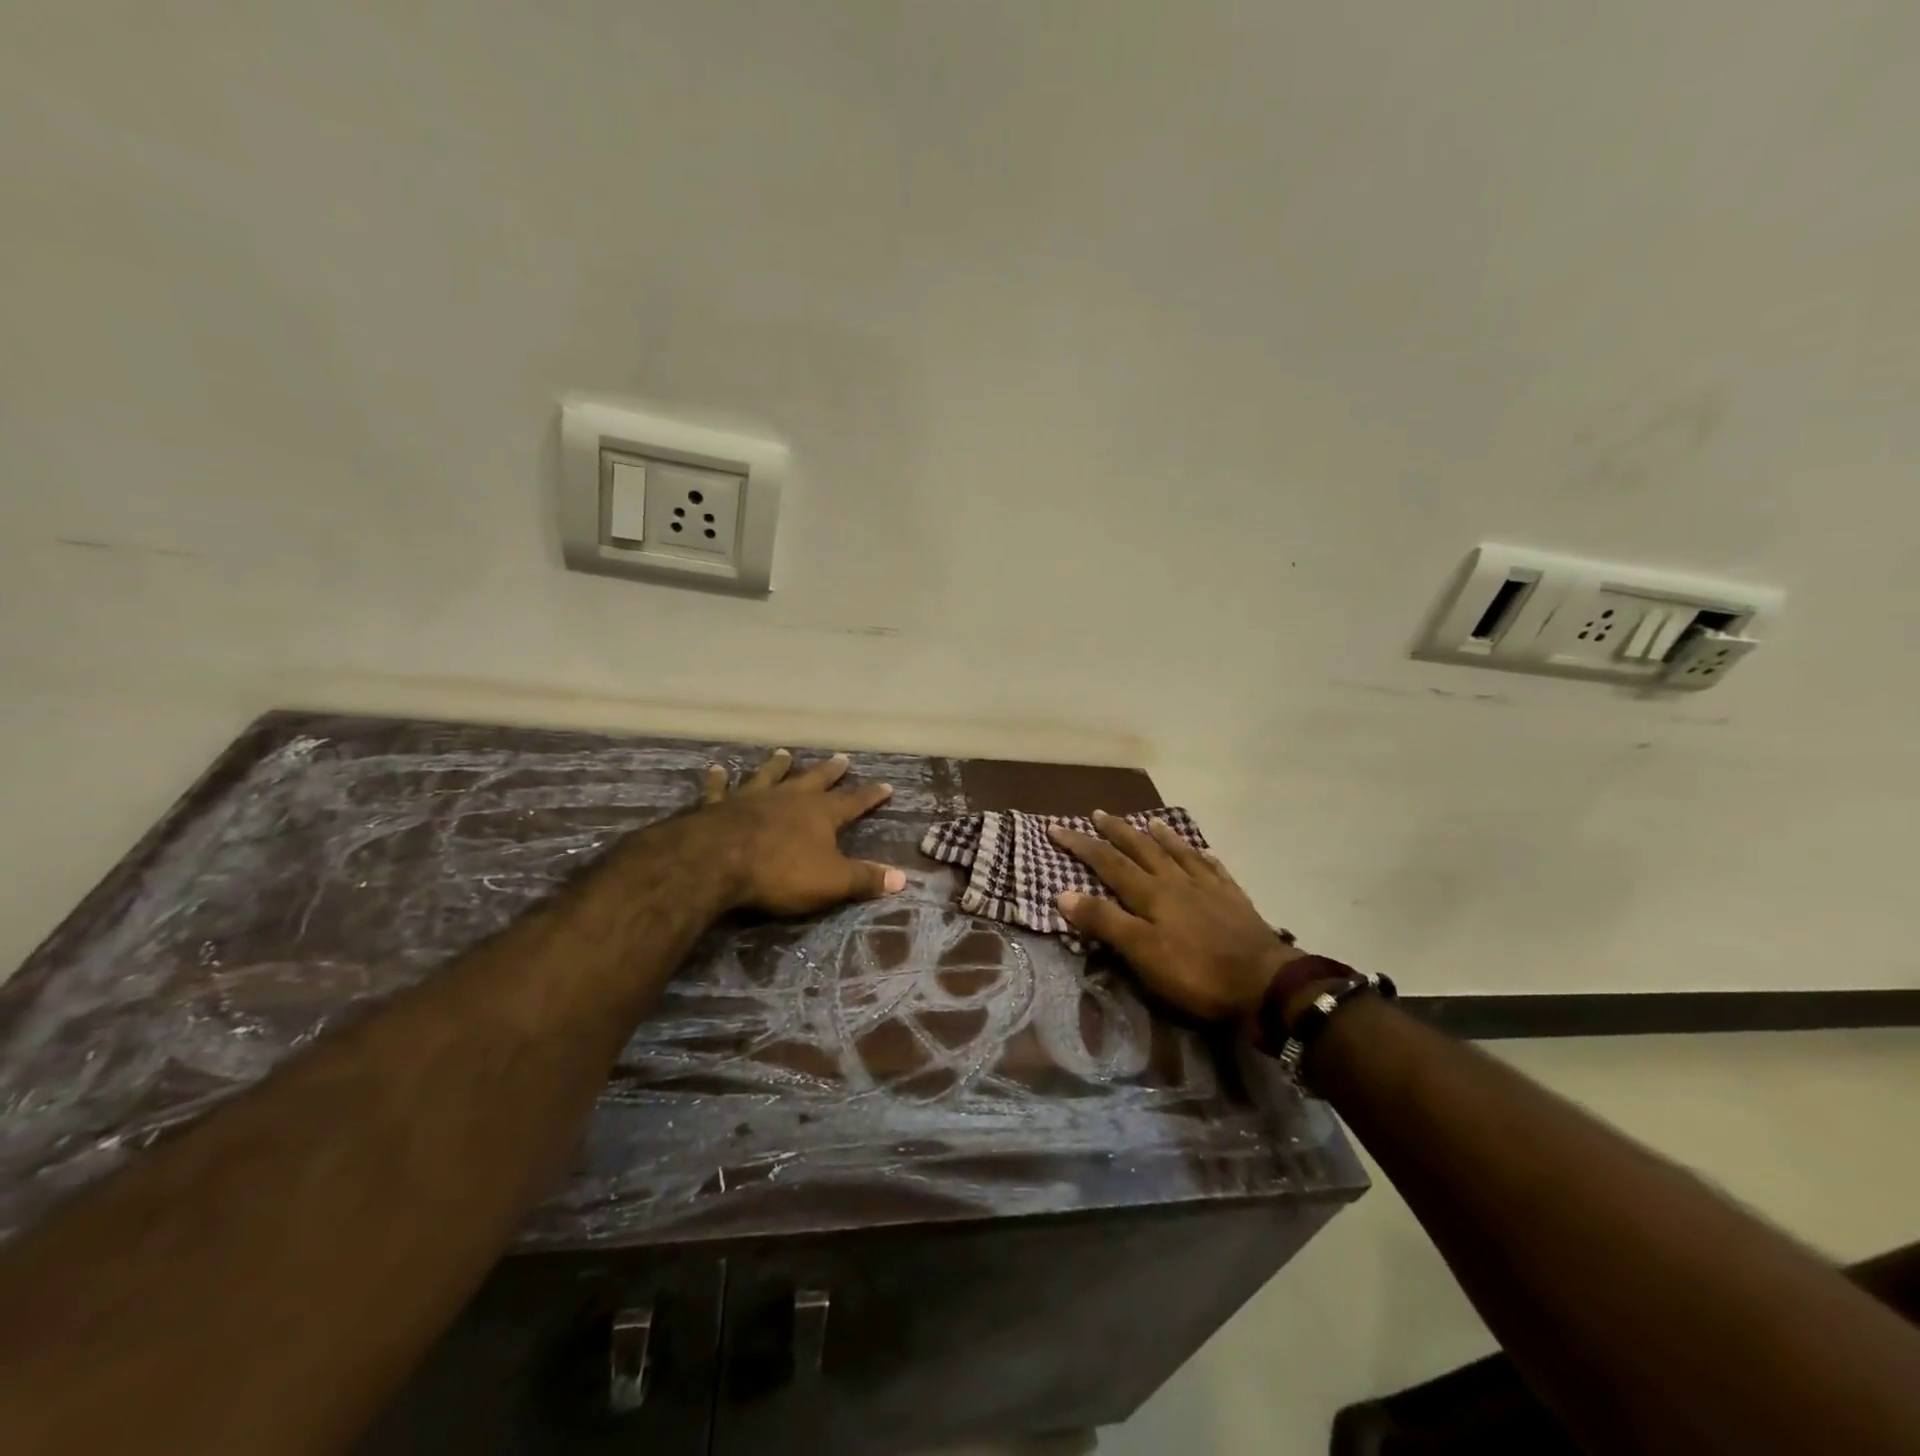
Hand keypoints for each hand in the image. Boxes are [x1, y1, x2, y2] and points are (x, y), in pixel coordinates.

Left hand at [685, 749, 905, 914]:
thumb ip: (864, 879)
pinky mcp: (719, 806)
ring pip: (769, 776)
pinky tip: (717, 769)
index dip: (871, 796)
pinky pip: (720, 789)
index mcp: (820, 814)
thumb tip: (903, 878)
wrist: (717, 861)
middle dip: (831, 771)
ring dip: (777, 765)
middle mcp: (790, 798)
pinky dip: (719, 779)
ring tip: (784, 753)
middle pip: (815, 780)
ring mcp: (752, 798)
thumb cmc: (780, 872)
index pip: (854, 802)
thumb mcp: (832, 881)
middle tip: (842, 758)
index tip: (886, 785)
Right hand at [1048, 812, 1299, 1019]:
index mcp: (1151, 894)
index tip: (1056, 828)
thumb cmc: (1197, 972)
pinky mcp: (1234, 899)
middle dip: (1116, 831)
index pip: (1108, 862)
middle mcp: (1177, 881)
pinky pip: (1214, 868)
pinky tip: (1202, 851)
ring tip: (1148, 820)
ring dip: (1160, 836)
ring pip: (1178, 853)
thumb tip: (1062, 892)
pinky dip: (1202, 856)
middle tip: (1097, 813)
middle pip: (1141, 849)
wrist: (1266, 983)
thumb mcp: (1142, 953)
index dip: (1081, 845)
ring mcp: (1208, 888)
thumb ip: (1104, 922)